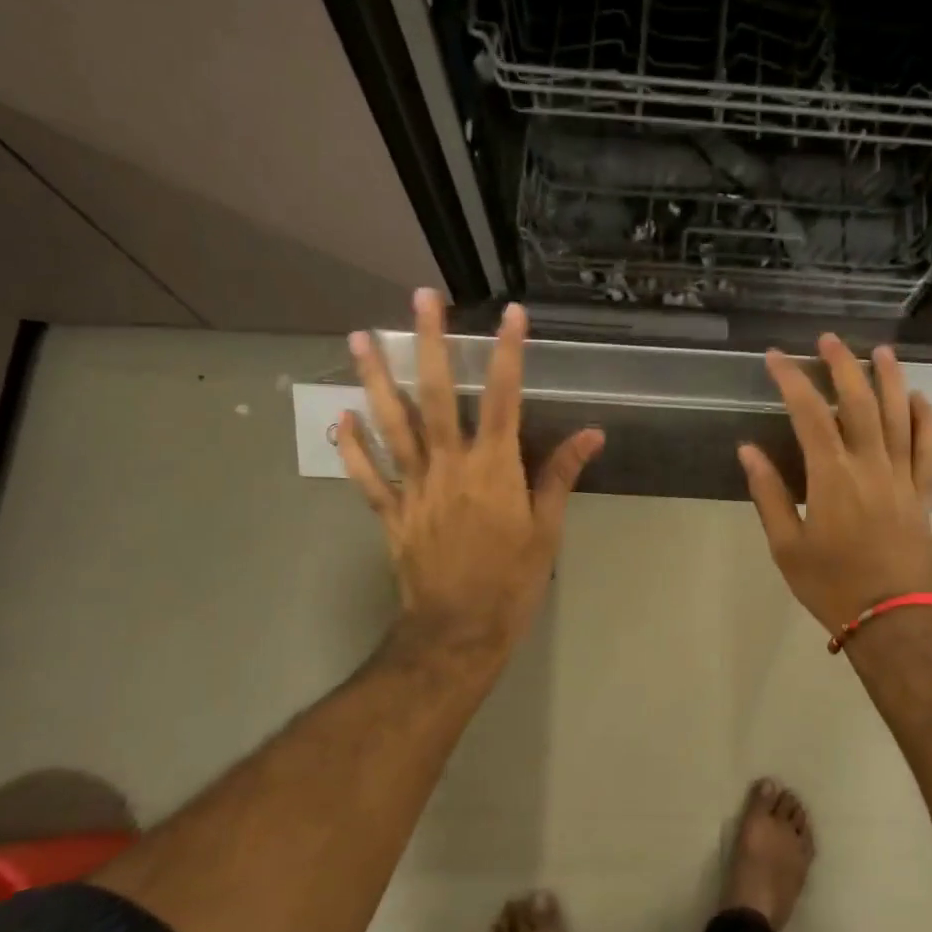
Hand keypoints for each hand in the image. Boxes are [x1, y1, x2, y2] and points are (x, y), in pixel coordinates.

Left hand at [337, 291, 603, 659]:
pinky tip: (339, 417)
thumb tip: (592, 434)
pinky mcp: (390, 513)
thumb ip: (561, 476)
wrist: (458, 632)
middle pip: (437, 395)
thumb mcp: (547, 531)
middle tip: (421, 298)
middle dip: (430, 343)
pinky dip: (351, 447)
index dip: (507, 353)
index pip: (503, 398)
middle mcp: (449, 467)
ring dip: (376, 379)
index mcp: (494, 469)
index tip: (510, 314)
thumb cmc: (512, 581)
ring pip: (392, 425)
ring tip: (360, 338)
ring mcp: (413, 488)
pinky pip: (366, 475)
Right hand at [739, 336, 931, 636]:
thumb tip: (748, 450)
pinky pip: (928, 446)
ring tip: (880, 351)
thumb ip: (769, 493)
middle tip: (828, 340)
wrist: (891, 620)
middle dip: (842, 366)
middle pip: (859, 402)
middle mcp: (870, 466)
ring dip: (889, 379)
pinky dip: (925, 418)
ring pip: (899, 415)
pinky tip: (919, 398)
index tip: (777, 358)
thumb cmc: (830, 585)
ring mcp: (902, 477)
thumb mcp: (786, 545)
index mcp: (831, 477)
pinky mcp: (922, 492)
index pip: (809, 415)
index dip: (792, 381)